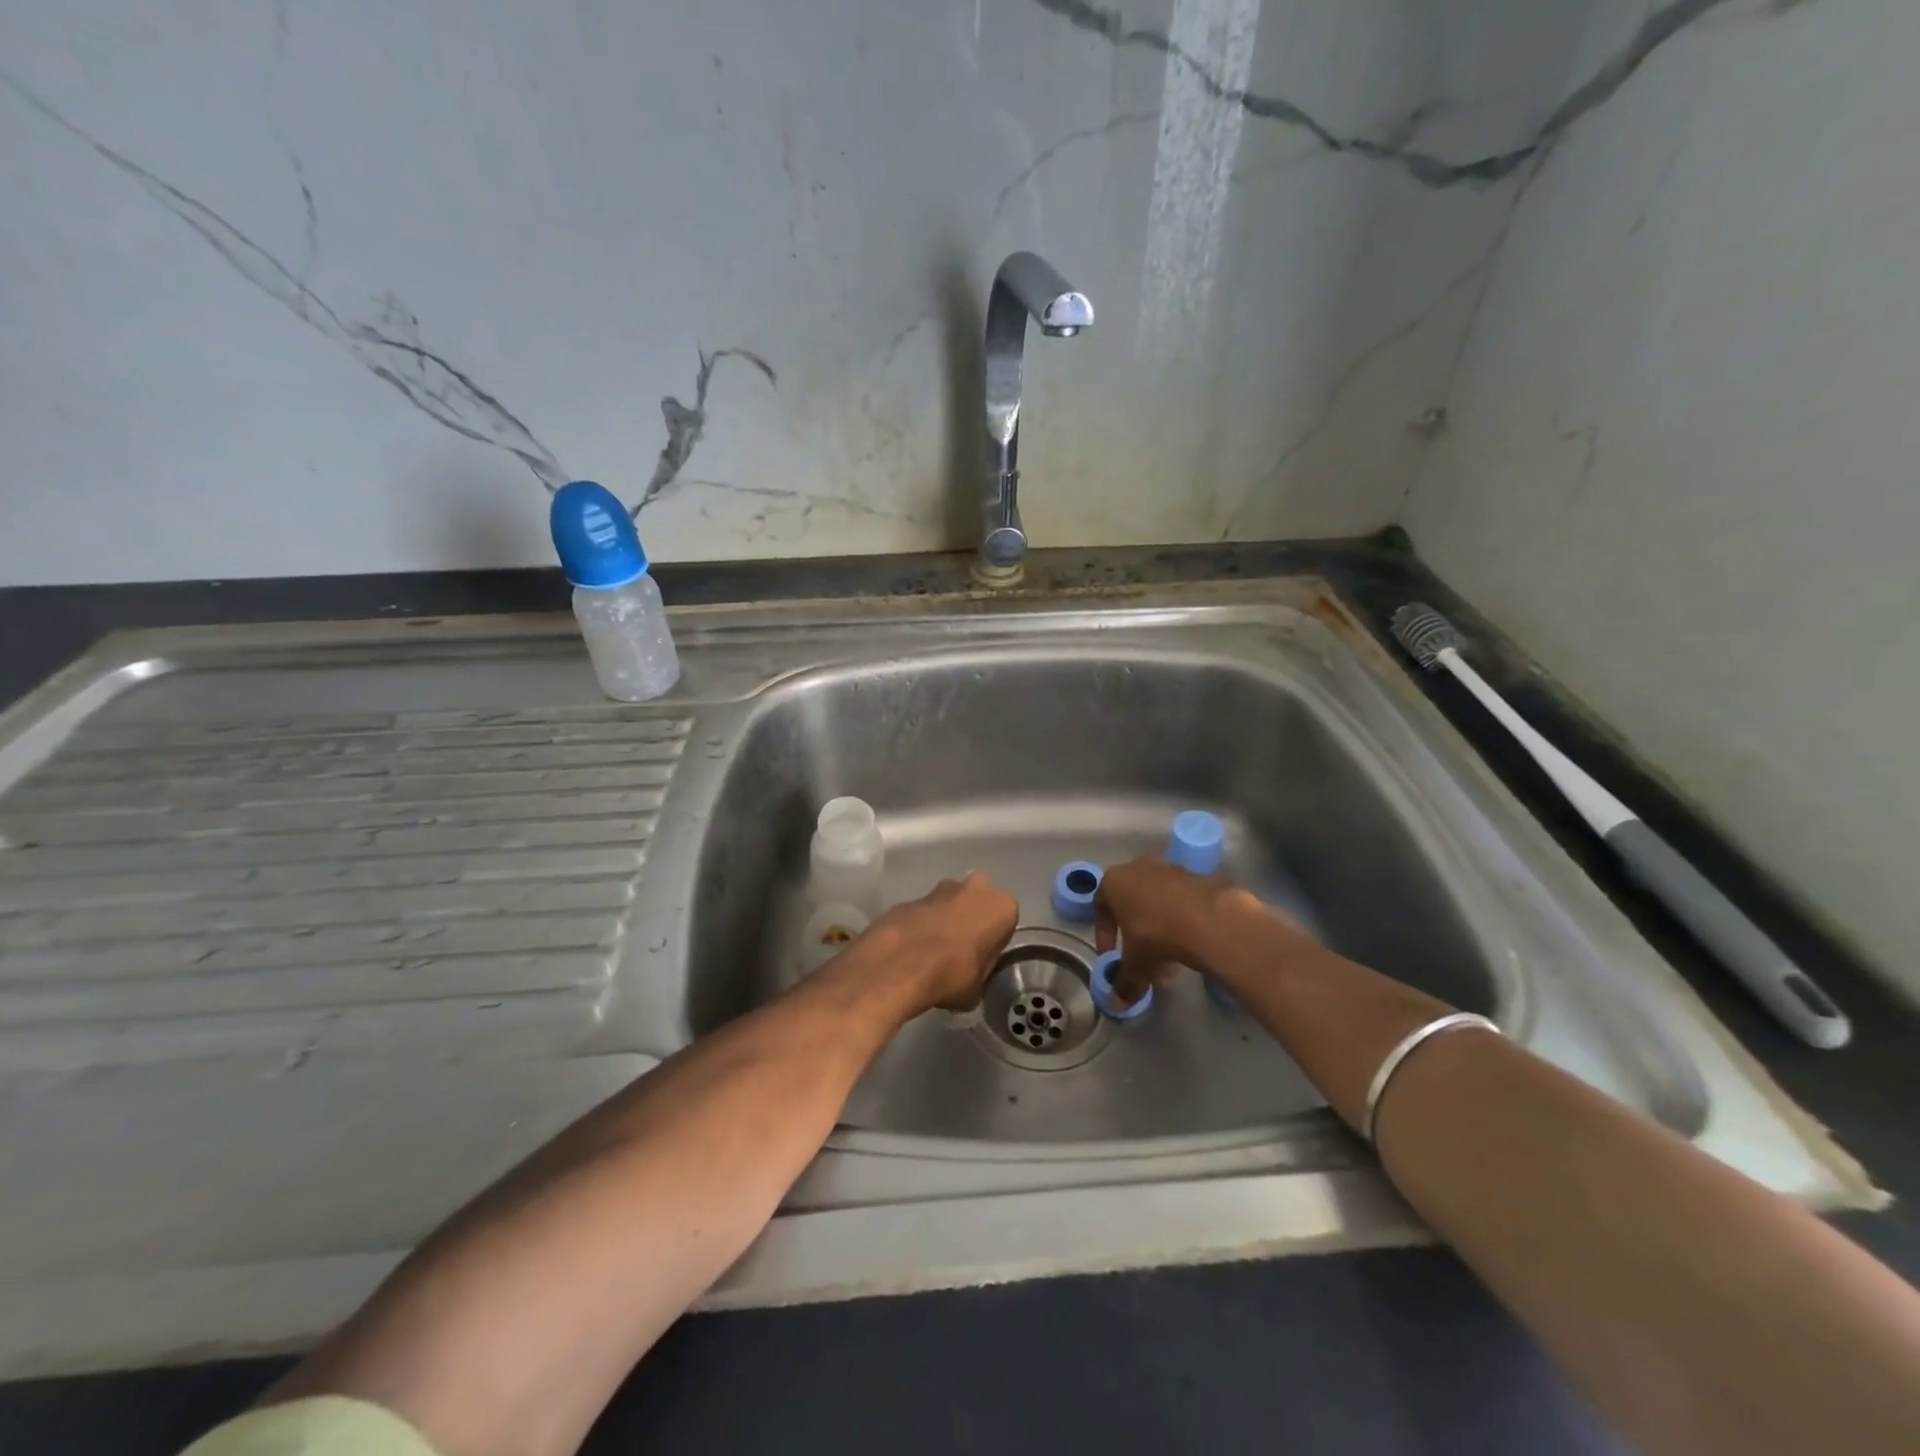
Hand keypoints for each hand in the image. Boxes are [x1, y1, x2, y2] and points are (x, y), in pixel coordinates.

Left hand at [856, 872, 1018, 1012]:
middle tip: (959, 952)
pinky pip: (925, 912)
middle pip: (978, 905)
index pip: (1006, 924)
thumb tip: (972, 972)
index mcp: (1002, 906)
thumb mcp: (978, 987)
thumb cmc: (952, 974)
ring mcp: (941, 887)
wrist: (900, 963)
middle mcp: (976, 887)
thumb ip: (981, 971)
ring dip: (945, 921)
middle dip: (970, 922)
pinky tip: (913, 950)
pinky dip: (922, 925)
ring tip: (933, 952)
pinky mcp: (912, 896)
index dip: (993, 943)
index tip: (981, 960)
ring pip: (950, 904)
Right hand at [1093, 857, 1247, 1006]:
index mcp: (1113, 881)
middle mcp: (1138, 868)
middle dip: (1134, 933)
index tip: (1112, 956)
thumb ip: (1124, 981)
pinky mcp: (1196, 876)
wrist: (1209, 919)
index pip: (1100, 907)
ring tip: (1168, 958)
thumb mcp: (1135, 964)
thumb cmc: (1156, 935)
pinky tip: (1188, 944)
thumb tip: (1118, 1002)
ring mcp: (1169, 869)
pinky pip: (1180, 901)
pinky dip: (1180, 921)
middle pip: (1130, 903)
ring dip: (1158, 928)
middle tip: (1141, 958)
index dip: (1104, 935)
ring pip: (1156, 902)